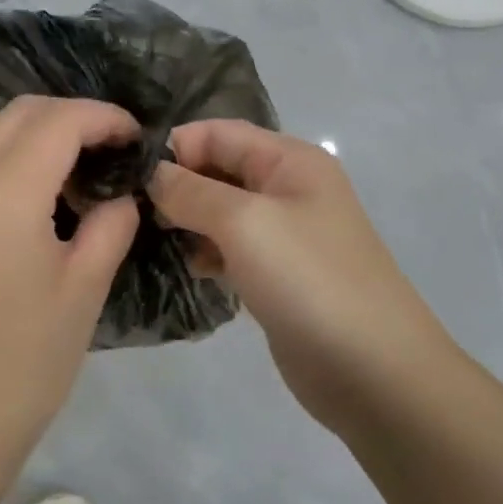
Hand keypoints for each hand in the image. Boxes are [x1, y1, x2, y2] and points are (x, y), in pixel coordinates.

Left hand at [0, 95, 140, 468]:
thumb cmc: (28, 360)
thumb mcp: (86, 287)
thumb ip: (111, 223)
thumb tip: (121, 195)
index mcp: (4, 194)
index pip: (59, 121)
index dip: (104, 117)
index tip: (137, 137)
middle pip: (21, 113)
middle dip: (72, 116)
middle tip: (112, 148)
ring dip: (37, 133)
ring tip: (77, 169)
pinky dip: (8, 156)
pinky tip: (34, 194)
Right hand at [148, 120, 446, 432]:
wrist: (373, 371)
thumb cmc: (309, 280)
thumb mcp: (244, 223)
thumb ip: (191, 191)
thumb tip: (151, 172)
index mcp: (289, 160)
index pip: (218, 132)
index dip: (175, 148)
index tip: (129, 178)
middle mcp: (287, 188)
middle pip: (218, 169)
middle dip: (177, 185)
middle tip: (133, 213)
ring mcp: (284, 234)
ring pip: (220, 212)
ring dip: (187, 221)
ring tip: (156, 242)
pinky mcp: (277, 275)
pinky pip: (230, 248)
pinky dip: (207, 253)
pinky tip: (191, 269)